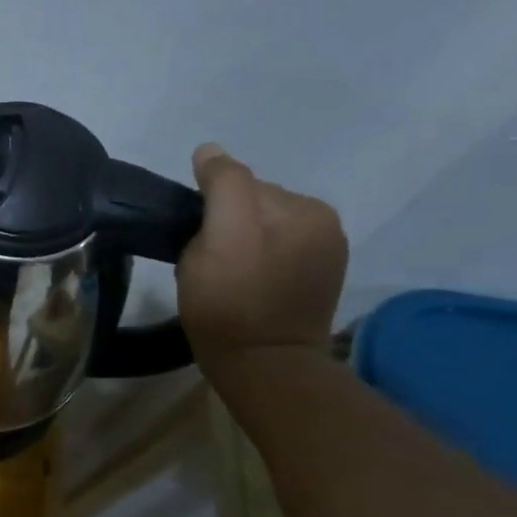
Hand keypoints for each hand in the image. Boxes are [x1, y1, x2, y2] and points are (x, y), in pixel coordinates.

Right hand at [177, 143, 347, 370]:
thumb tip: (211, 151)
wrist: (263, 366)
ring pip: (261, 226)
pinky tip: (246, 282)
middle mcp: (323, 221)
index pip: (240, 184)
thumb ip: (222, 184)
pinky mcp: (315, 279)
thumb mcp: (218, 236)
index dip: (207, 207)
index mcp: (304, 207)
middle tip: (205, 258)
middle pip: (253, 203)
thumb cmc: (229, 302)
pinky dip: (255, 258)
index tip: (193, 237)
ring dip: (239, 240)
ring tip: (223, 273)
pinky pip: (274, 250)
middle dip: (225, 222)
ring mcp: (324, 252)